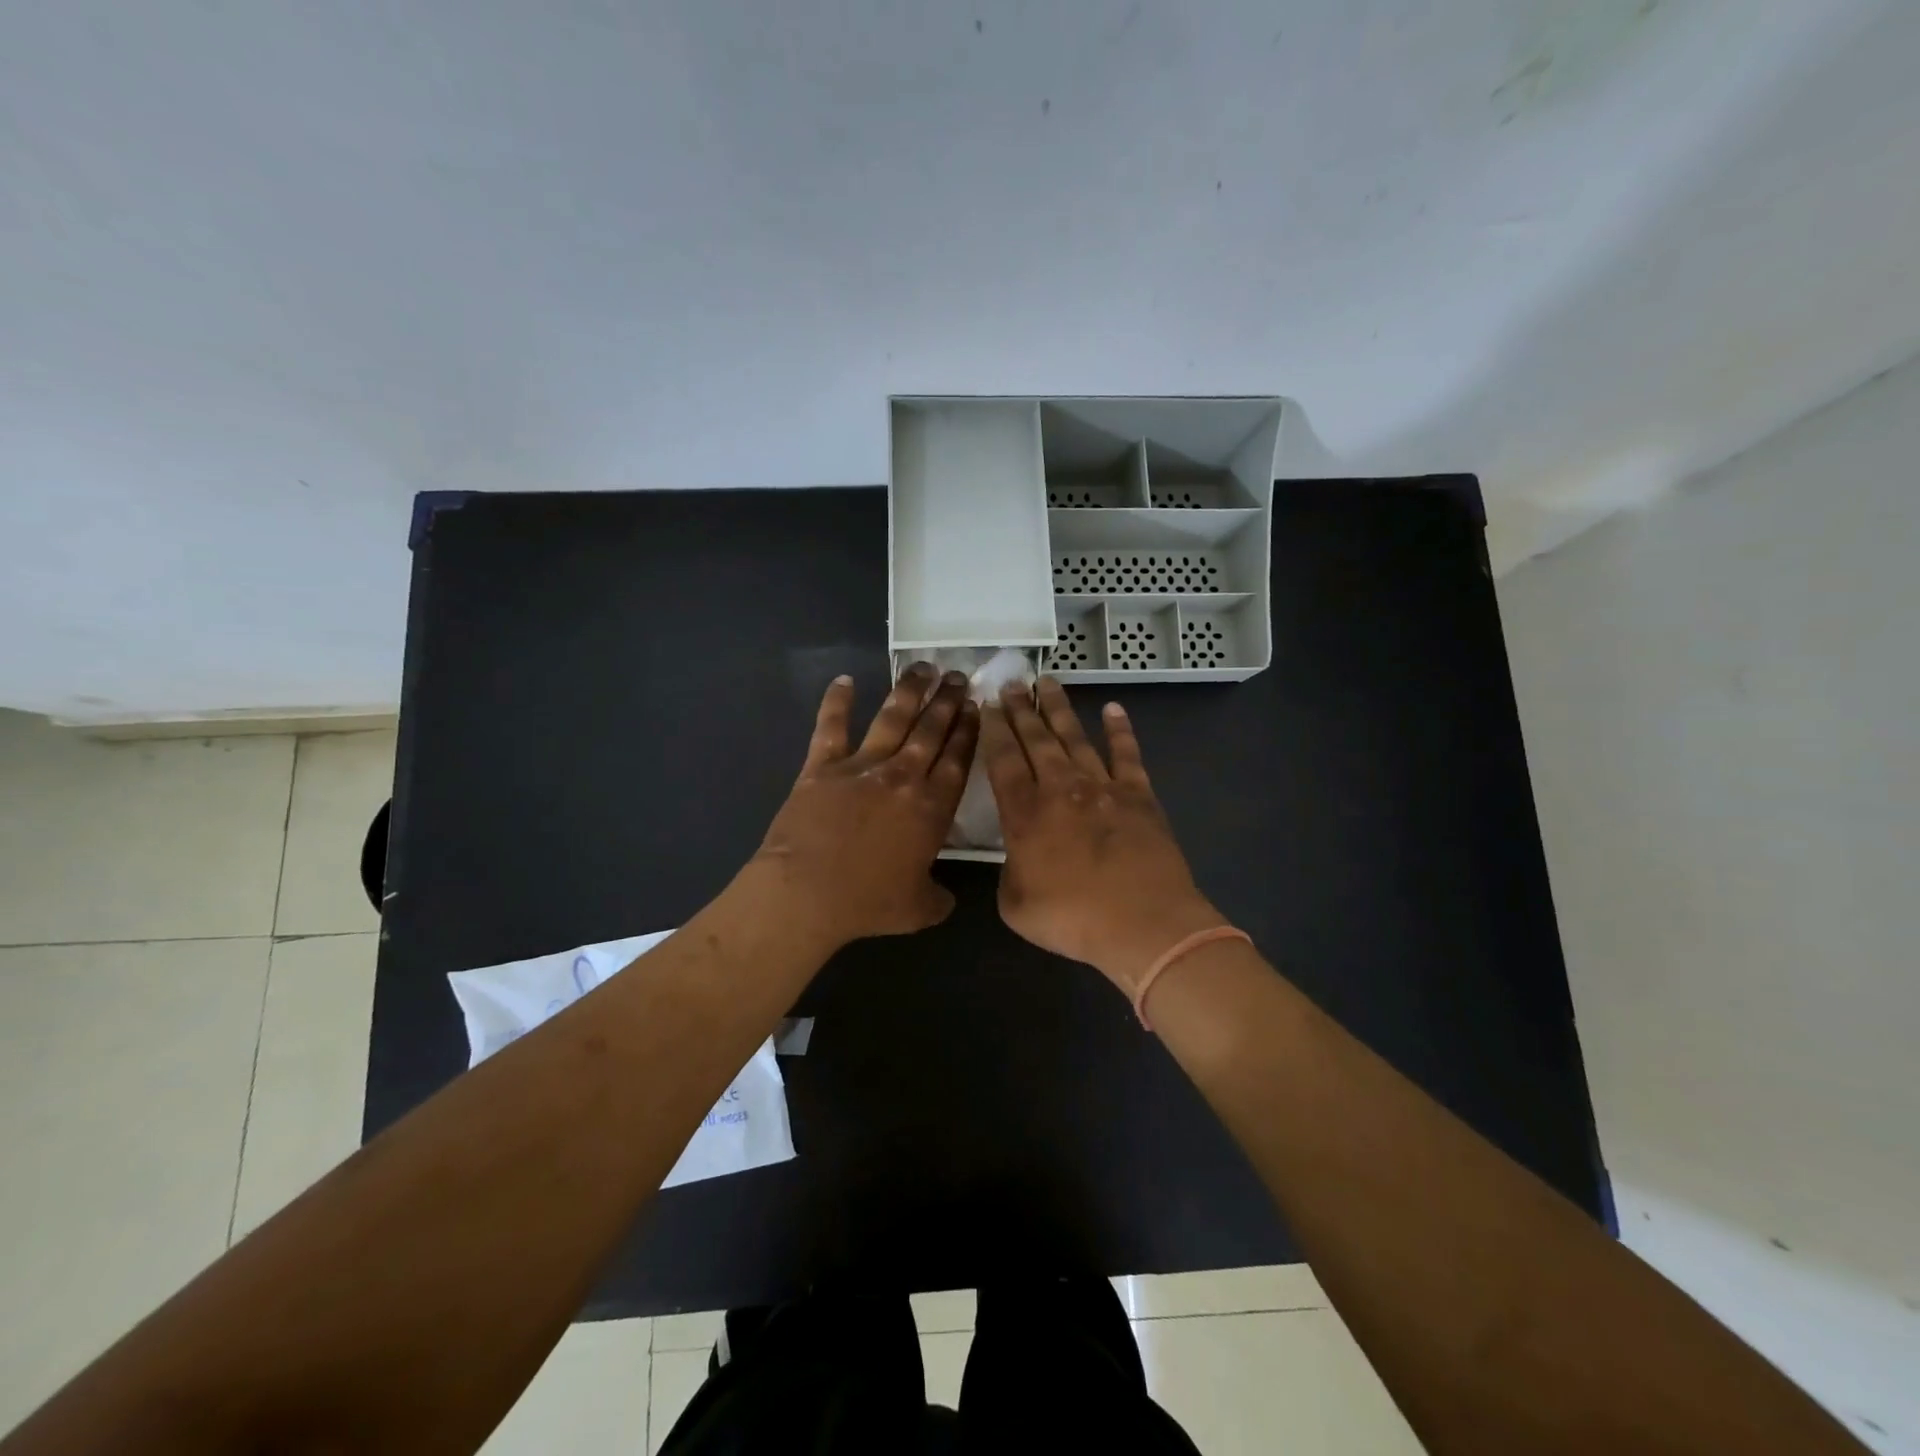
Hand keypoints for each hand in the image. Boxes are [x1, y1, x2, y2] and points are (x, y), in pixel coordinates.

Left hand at [749, 663, 977, 949]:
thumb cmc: (868, 903)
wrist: (808, 892)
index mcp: (932, 808)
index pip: (957, 759)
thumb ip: (938, 898)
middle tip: (958, 676)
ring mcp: (862, 766)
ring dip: (910, 691)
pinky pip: (831, 726)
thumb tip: (947, 899)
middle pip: (931, 731)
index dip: (968, 731)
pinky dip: (836, 702)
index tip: (976, 707)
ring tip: (924, 668)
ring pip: (892, 718)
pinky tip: (843, 680)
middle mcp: (903, 777)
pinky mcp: (823, 766)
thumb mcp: (918, 909)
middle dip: (947, 701)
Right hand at [981, 677, 1222, 994]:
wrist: (1144, 924)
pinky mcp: (1138, 795)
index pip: (1002, 760)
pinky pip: (1127, 754)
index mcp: (1025, 813)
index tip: (986, 703)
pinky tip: (1114, 709)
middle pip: (1035, 739)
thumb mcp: (1015, 905)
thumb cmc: (1074, 920)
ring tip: (1047, 682)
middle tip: (1011, 681)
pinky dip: (1120, 730)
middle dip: (1020, 708)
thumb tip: (1018, 854)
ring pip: (1075, 737)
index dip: (992, 730)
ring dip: (1059, 708)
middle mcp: (1061, 788)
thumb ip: (1009, 871)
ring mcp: (1102, 787)